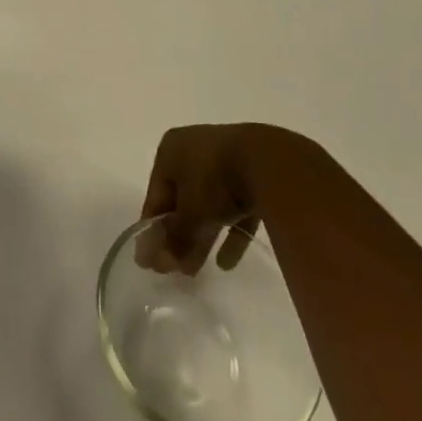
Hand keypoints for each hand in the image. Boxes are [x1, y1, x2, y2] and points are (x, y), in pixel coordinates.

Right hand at [137, 124, 298, 274]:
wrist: (271, 163)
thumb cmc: (214, 180)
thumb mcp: (188, 213)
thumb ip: (173, 238)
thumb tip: (156, 262)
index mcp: (170, 150)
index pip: (155, 195)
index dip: (152, 229)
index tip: (150, 260)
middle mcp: (194, 150)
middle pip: (182, 199)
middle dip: (179, 236)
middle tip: (175, 269)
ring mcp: (226, 160)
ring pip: (208, 204)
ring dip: (202, 236)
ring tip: (197, 270)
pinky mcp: (254, 174)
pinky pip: (236, 206)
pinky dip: (230, 231)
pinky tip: (228, 263)